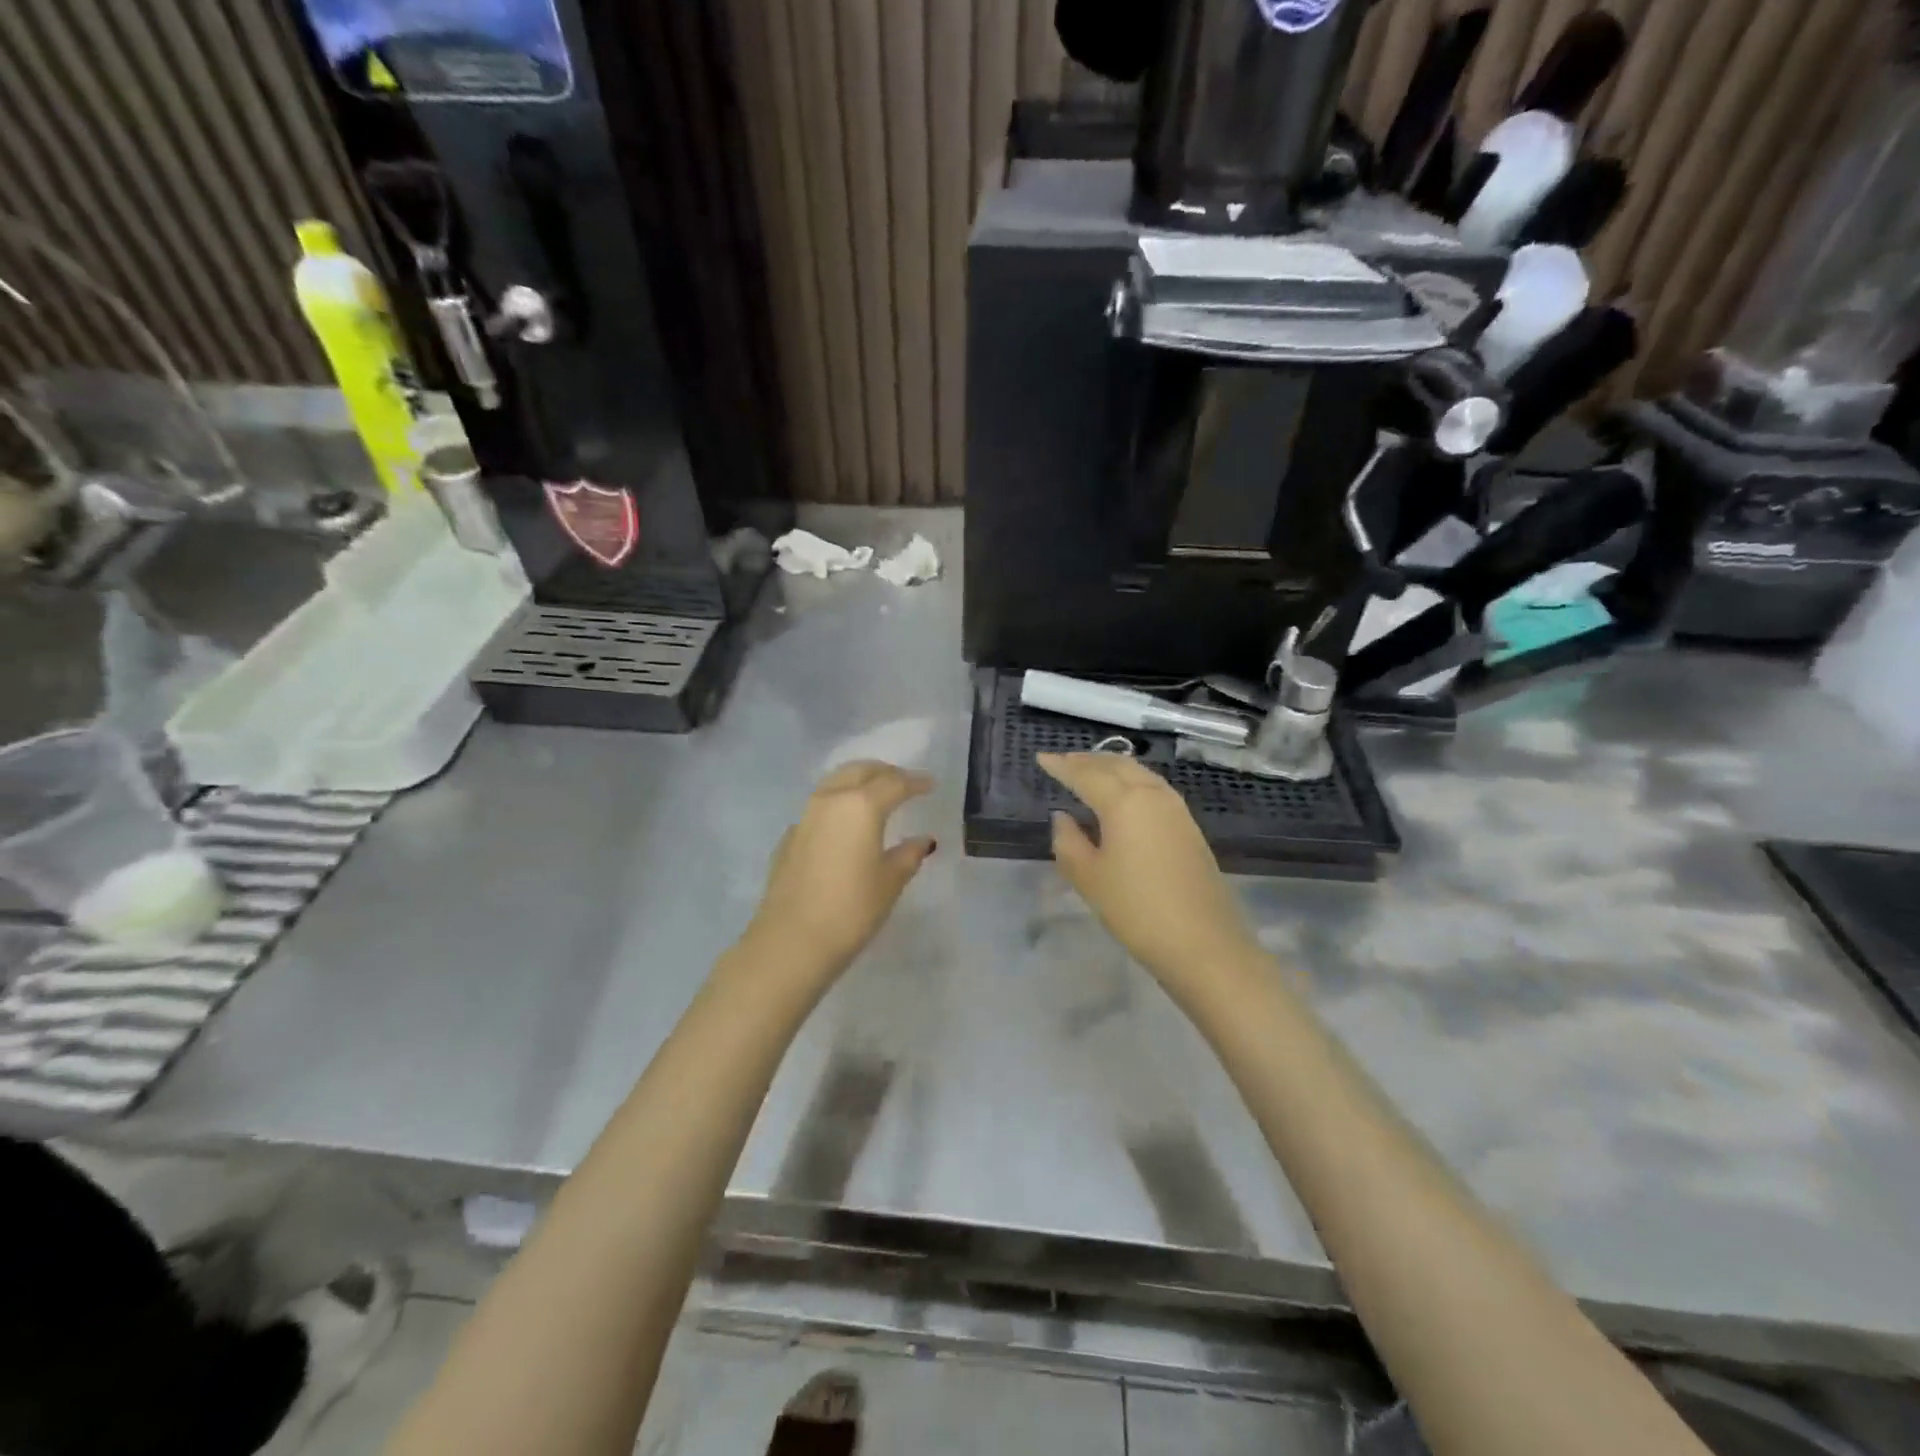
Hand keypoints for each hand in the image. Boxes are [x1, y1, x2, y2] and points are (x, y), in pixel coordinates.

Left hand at [744, 762, 936, 979]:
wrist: (791, 941)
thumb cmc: (851, 910)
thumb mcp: (890, 882)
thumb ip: (908, 854)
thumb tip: (922, 840)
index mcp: (861, 805)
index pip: (894, 782)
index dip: (915, 782)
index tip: (930, 784)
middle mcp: (831, 800)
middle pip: (860, 771)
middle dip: (884, 772)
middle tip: (903, 782)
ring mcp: (805, 816)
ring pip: (835, 783)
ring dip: (858, 782)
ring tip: (875, 796)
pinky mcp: (790, 837)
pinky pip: (819, 807)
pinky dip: (838, 804)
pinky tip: (845, 826)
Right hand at [1039, 753, 1262, 998]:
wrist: (1203, 943)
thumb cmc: (1136, 910)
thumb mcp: (1089, 878)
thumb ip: (1068, 842)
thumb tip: (1063, 817)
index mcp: (1124, 801)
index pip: (1085, 774)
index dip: (1061, 766)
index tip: (1041, 758)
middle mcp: (1152, 794)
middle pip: (1116, 765)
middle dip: (1087, 761)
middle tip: (1063, 761)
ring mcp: (1176, 809)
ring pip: (1139, 773)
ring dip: (1111, 768)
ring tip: (1090, 772)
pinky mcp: (1189, 827)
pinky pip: (1153, 788)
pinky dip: (1131, 782)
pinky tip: (1123, 797)